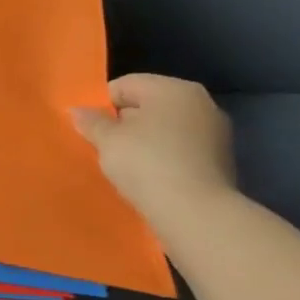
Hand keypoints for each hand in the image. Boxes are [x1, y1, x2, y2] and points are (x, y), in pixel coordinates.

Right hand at [71, 74, 235, 219]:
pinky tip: (150, 177)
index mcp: (173, 88)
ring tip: (126, 165)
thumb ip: (91, 121)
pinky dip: (163, 158)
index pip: (125, 85)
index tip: (90, 129)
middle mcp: (200, 103)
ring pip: (165, 129)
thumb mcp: (107, 140)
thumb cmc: (146, 164)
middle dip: (125, 123)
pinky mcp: (221, 161)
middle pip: (148, 105)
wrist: (195, 213)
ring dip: (145, 141)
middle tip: (106, 147)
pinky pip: (180, 150)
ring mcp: (216, 132)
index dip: (102, 105)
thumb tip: (78, 111)